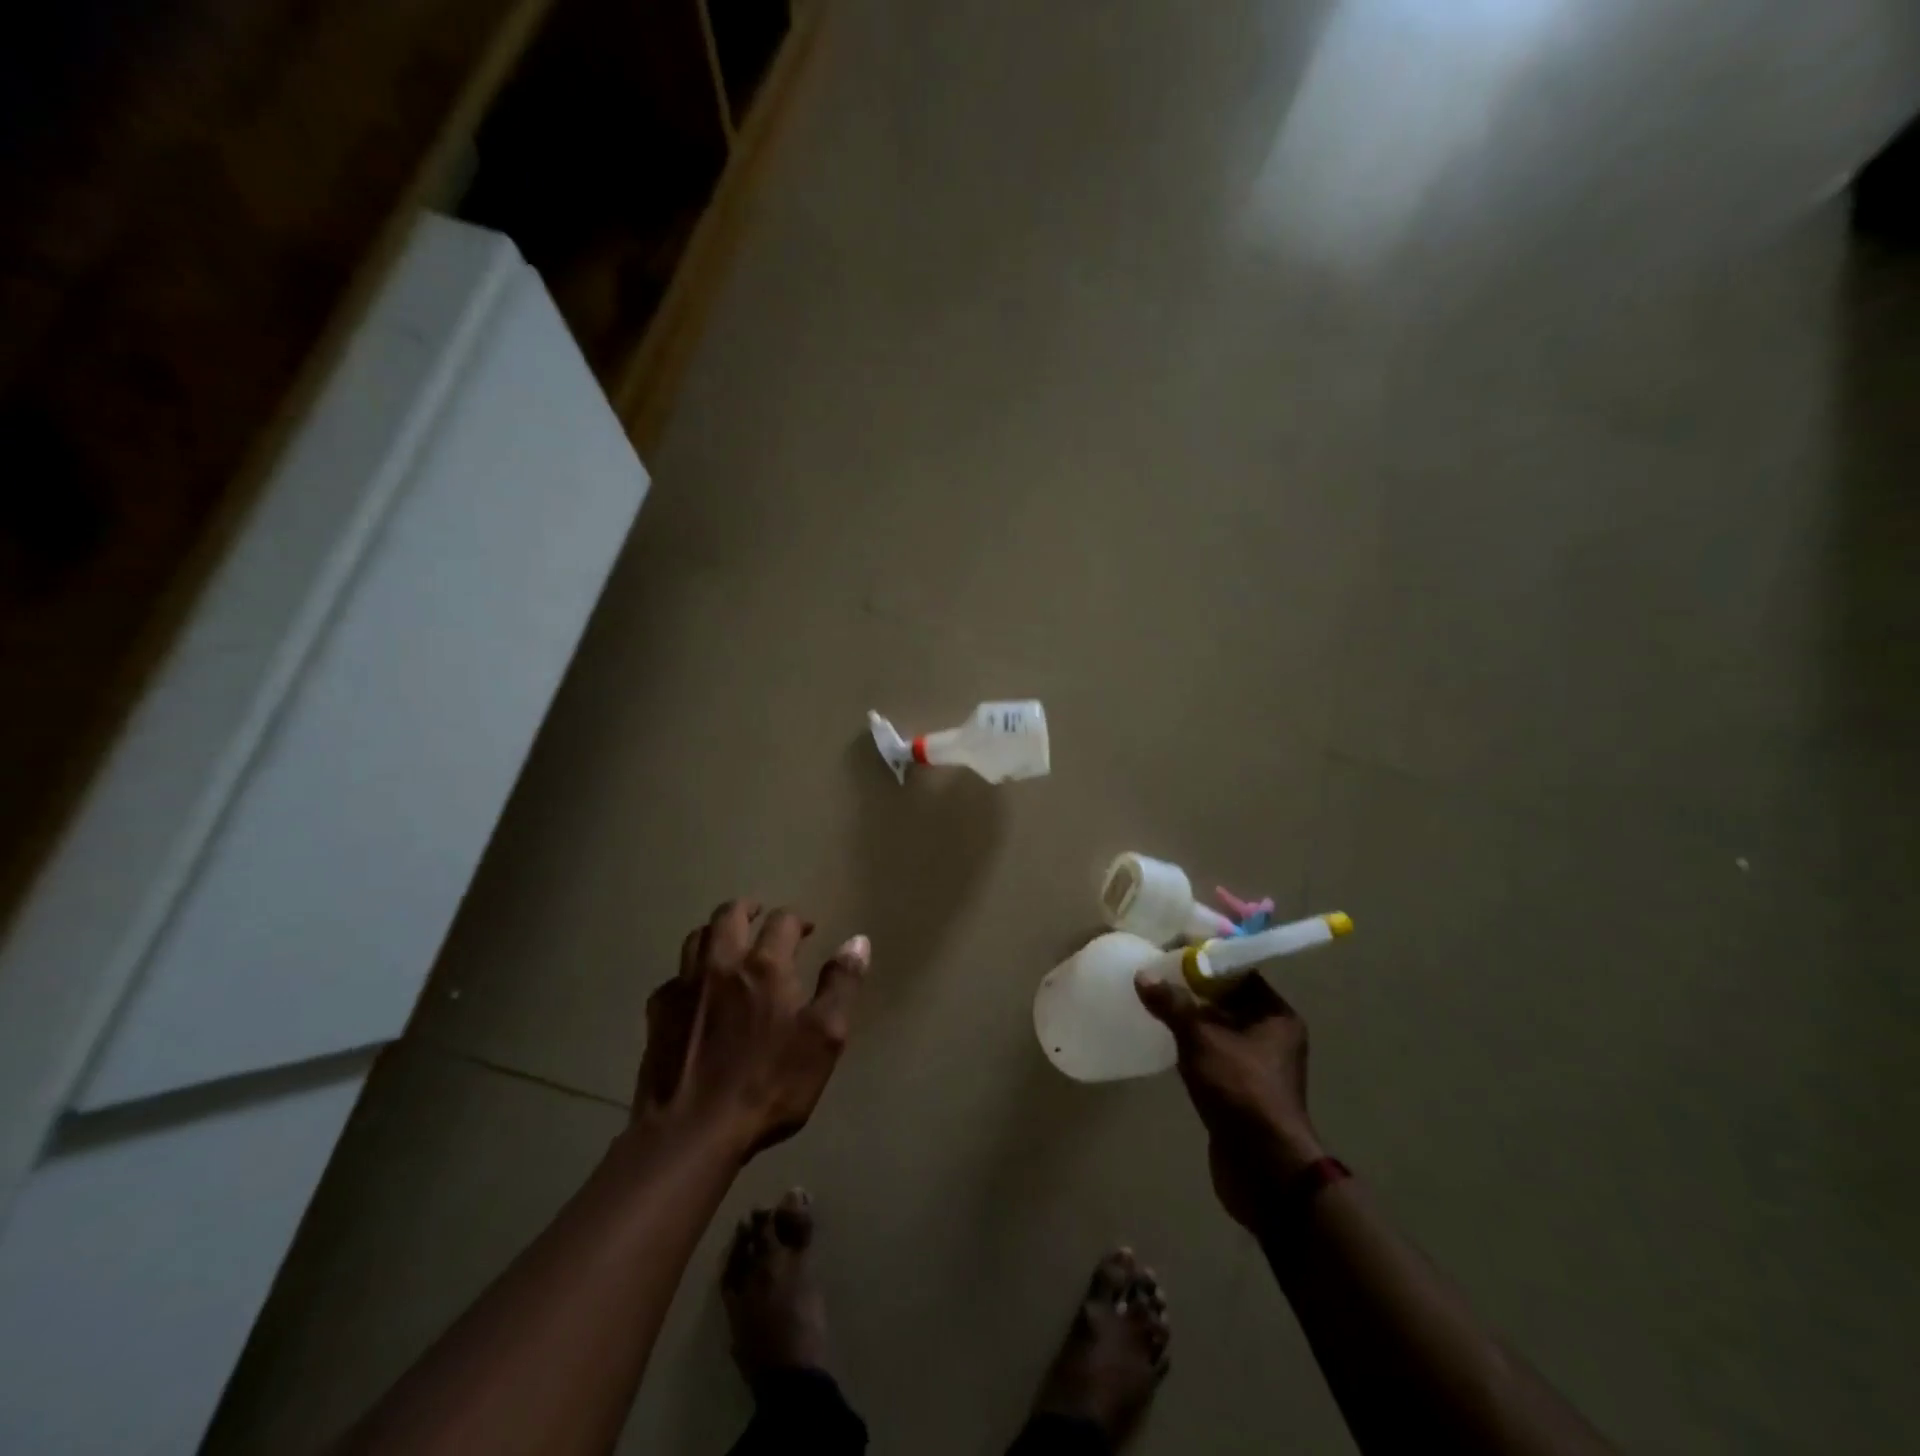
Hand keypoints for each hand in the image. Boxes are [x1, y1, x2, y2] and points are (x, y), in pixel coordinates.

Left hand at [637, 899, 869, 1160]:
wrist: (693, 1131)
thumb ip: (841, 984)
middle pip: (730, 915)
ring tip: (727, 941)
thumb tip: (858, 940)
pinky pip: (673, 979)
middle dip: (748, 908)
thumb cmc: (769, 1084)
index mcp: (766, 966)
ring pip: (696, 937)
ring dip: (715, 931)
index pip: (783, 921)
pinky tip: (694, 992)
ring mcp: (684, 986)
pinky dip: (687, 974)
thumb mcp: (824, 1038)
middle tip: (760, 915)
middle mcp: (722, 963)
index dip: (797, 920)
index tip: (806, 930)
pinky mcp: (658, 1014)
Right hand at [1136, 971, 1324, 1231]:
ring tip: (1154, 1002)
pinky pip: (1214, 1055)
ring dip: (1190, 1020)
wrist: (1263, 1168)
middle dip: (1193, 990)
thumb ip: (1173, 1005)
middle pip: (1228, 1001)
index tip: (1172, 951)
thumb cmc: (1241, 1090)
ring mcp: (1258, 1066)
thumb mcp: (1202, 1040)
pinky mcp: (1242, 1091)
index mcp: (1276, 1016)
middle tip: (1156, 974)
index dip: (1207, 961)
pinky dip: (1192, 1047)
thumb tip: (1143, 975)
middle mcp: (1273, 1037)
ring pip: (1219, 1030)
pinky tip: (1164, 1040)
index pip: (1240, 973)